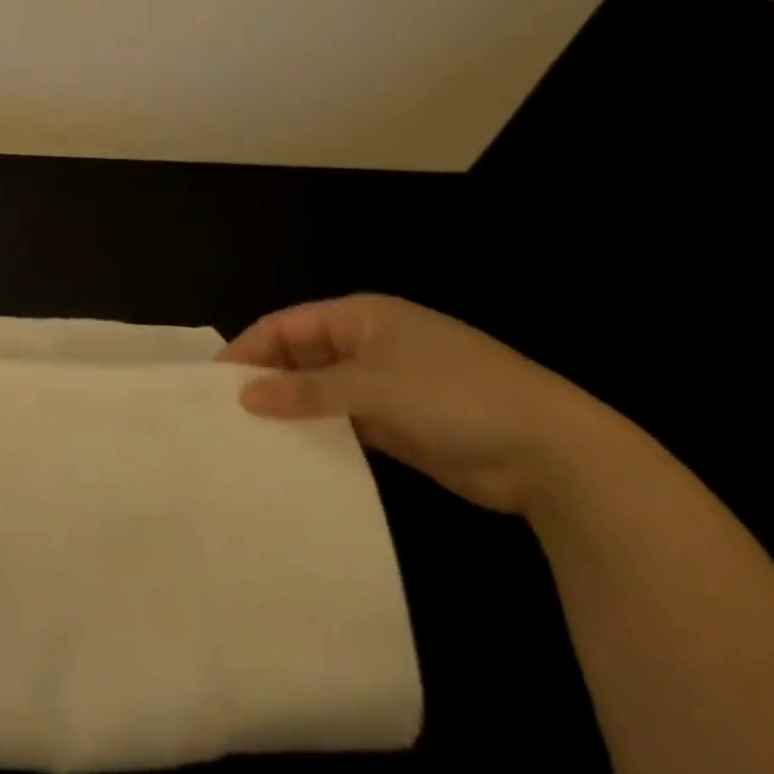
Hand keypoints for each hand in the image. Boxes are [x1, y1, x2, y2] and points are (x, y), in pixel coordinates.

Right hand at [222, 293, 608, 515]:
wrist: (558, 456)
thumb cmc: (454, 398)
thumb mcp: (370, 388)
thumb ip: (303, 391)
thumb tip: (245, 396)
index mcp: (361, 317)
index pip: (286, 325)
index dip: (249, 348)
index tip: (215, 381)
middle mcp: (370, 343)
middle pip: (301, 355)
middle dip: (267, 379)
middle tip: (229, 411)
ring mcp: (388, 383)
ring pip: (321, 390)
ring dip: (293, 408)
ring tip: (253, 434)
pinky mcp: (402, 422)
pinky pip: (346, 420)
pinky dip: (322, 430)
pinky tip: (296, 451)